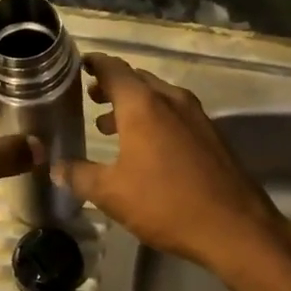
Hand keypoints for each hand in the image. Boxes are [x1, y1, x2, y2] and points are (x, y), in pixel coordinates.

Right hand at [50, 53, 287, 271]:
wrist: (233, 226)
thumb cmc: (165, 203)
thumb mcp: (112, 193)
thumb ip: (80, 176)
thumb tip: (57, 168)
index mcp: (143, 104)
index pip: (113, 69)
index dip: (94, 64)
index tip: (78, 66)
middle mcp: (171, 100)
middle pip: (137, 80)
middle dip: (112, 87)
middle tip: (89, 97)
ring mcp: (196, 116)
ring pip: (158, 98)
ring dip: (133, 106)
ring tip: (108, 126)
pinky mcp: (212, 135)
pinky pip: (175, 115)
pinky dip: (154, 120)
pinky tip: (145, 148)